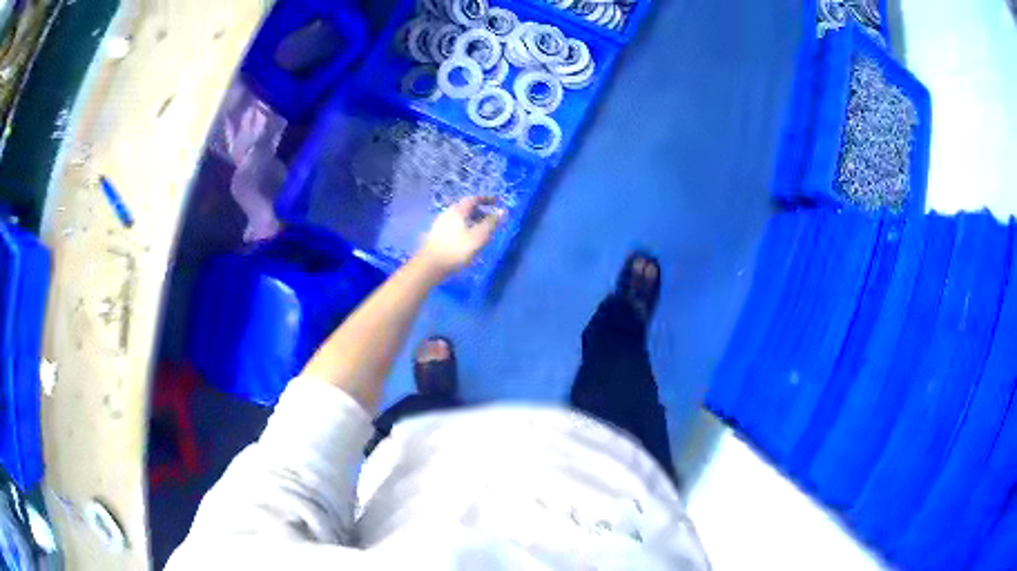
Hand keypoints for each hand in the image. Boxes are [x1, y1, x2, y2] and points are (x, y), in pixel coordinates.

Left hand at [420, 196, 504, 275]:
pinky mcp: (437, 235)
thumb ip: (491, 223)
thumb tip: (502, 211)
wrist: (430, 265)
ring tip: (481, 232)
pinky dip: (465, 228)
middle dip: (480, 212)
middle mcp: (448, 213)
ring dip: (472, 221)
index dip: (486, 199)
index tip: (496, 202)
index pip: (473, 199)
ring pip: (460, 218)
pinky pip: (455, 226)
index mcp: (458, 211)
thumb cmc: (457, 250)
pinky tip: (468, 241)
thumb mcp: (479, 237)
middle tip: (491, 220)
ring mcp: (440, 224)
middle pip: (466, 208)